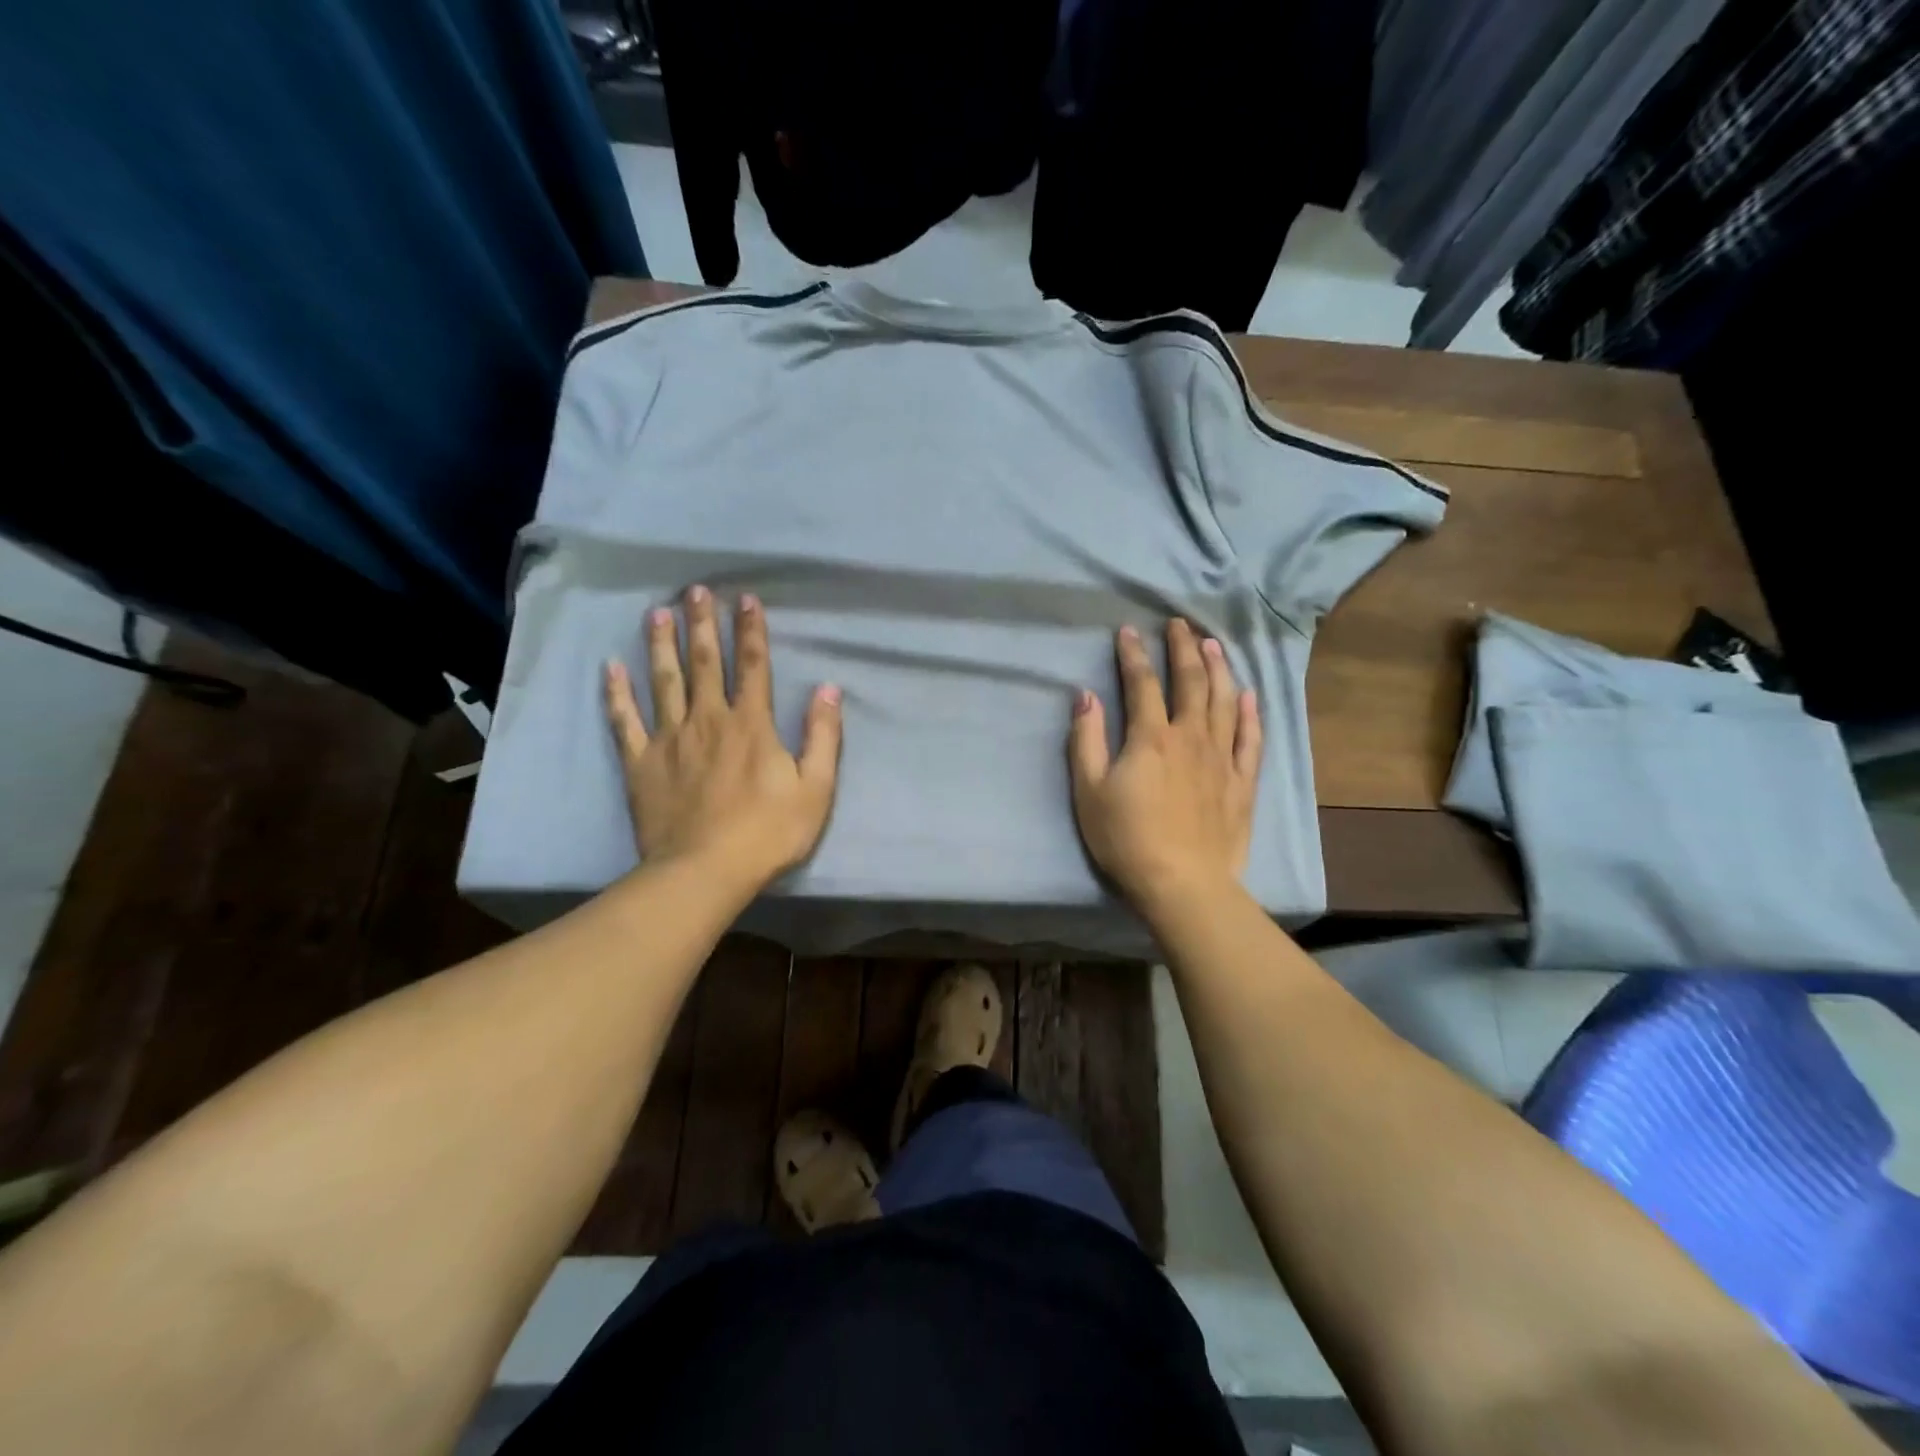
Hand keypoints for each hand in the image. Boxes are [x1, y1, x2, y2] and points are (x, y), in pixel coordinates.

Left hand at [604, 586, 841, 889]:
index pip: (754, 666)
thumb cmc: (767, 833)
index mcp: (751, 725)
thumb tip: (828, 688)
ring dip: (662, 645)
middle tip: (695, 591)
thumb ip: (823, 736)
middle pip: (706, 663)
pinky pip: (625, 721)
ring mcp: (670, 739)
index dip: (752, 630)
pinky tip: (610, 668)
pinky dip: (616, 693)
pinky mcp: (640, 763)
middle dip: (703, 624)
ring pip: (664, 681)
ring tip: (657, 613)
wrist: (704, 872)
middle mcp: (708, 720)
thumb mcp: (815, 789)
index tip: (745, 599)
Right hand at [1068, 620, 1261, 908]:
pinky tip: (1249, 695)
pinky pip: (1250, 738)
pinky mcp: (1242, 781)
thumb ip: (1086, 740)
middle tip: (1180, 624)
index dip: (1134, 654)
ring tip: (1213, 644)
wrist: (1182, 883)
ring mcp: (1222, 757)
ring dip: (1219, 668)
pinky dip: (1251, 713)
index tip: (1128, 631)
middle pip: (1191, 681)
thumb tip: (1085, 696)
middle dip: (1183, 648)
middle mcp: (1190, 737)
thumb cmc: (1126, 838)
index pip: (1142, 684)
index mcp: (1151, 737)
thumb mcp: (1090, 790)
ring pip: (1225, 701)